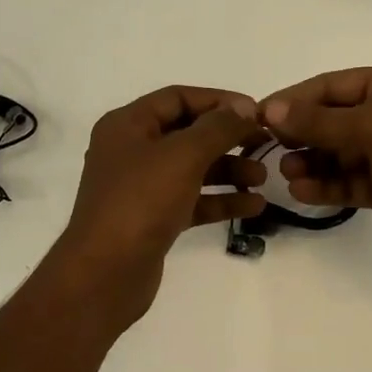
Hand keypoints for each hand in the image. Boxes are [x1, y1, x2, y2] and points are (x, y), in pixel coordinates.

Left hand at [55, 86, 267, 323]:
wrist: (106, 273)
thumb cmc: (141, 202)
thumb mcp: (183, 155)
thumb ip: (218, 127)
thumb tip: (244, 106)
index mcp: (127, 125)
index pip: (178, 98)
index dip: (218, 100)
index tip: (256, 111)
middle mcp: (131, 151)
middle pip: (187, 133)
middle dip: (227, 138)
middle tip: (265, 144)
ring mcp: (141, 188)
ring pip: (192, 169)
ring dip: (228, 169)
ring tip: (263, 178)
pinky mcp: (153, 219)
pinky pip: (192, 200)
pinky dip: (220, 200)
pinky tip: (253, 205)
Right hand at [259, 66, 371, 244]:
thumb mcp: (371, 123)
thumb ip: (319, 121)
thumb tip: (270, 110)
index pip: (331, 87)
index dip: (295, 100)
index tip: (259, 116)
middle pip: (332, 122)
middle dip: (301, 135)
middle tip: (269, 149)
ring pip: (339, 155)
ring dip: (311, 163)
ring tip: (287, 173)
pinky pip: (351, 183)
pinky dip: (328, 187)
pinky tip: (302, 191)